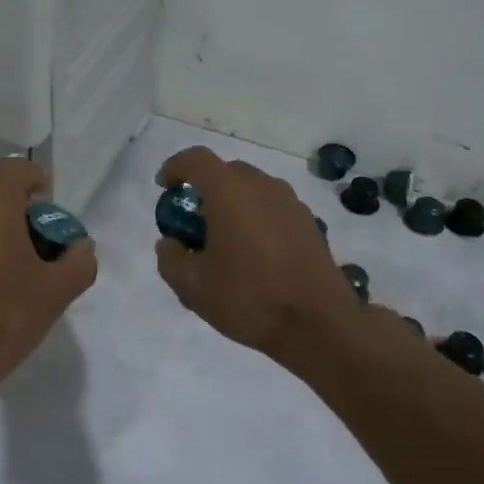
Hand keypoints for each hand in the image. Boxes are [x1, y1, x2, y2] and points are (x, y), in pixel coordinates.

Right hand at [154, 146, 362, 362]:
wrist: (318, 324)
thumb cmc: (248, 298)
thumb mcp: (192, 287)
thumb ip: (170, 258)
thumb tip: (170, 242)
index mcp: (229, 192)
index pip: (196, 159)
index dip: (175, 167)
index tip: (165, 186)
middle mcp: (262, 186)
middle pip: (226, 171)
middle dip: (205, 188)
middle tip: (193, 221)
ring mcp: (290, 202)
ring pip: (252, 189)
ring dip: (233, 203)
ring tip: (224, 239)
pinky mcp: (309, 222)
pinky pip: (273, 207)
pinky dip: (256, 217)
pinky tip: (254, 253)